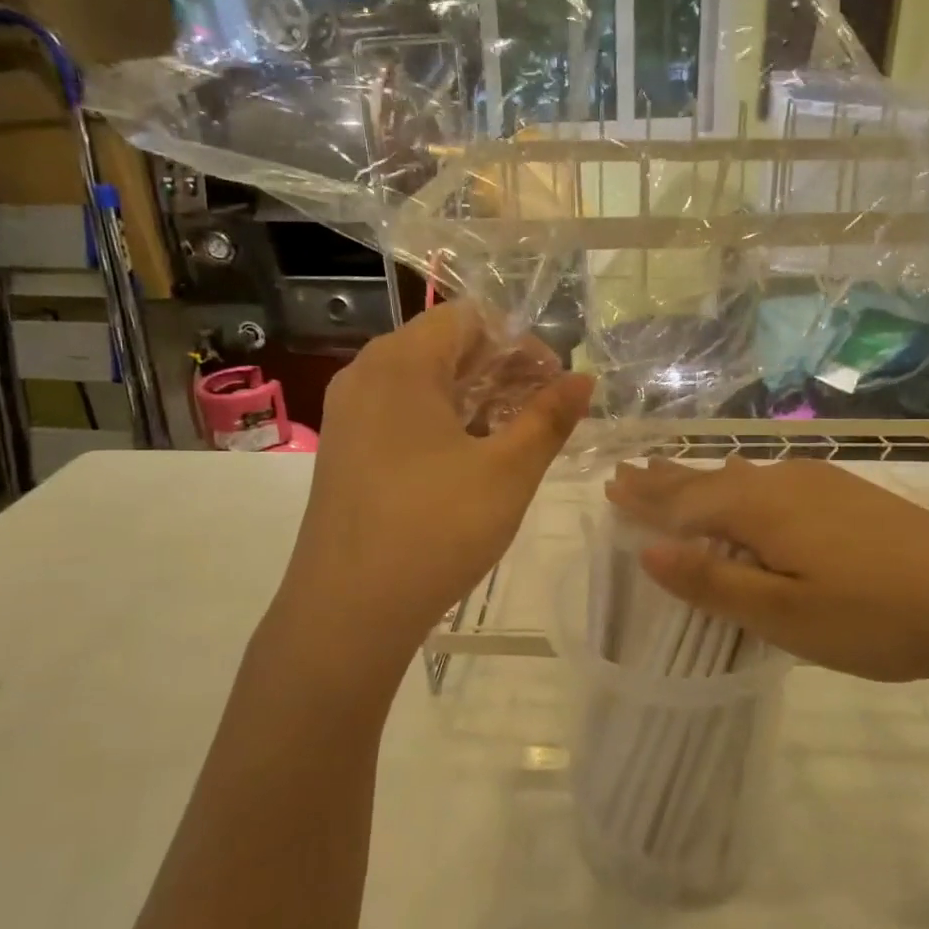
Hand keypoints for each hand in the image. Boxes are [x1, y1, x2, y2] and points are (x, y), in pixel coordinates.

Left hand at [283, 302, 593, 657]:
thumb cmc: (435, 528)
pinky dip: (443, 422)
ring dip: (475, 398)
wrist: (348, 610)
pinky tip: (471, 460)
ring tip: (515, 437)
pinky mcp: (345, 451)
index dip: (520, 343)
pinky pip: (401, 414)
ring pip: (423, 384)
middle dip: (502, 371)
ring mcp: (349, 415)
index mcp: (401, 363)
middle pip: (445, 347)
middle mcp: (366, 375)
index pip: (469, 318)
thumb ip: (549, 418)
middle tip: (544, 412)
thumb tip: (583, 380)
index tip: (555, 384)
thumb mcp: (507, 471)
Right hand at [605, 456, 928, 686]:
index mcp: (760, 508)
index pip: (686, 501)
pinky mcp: (849, 495)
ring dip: (703, 478)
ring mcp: (821, 484)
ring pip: (743, 476)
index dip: (647, 500)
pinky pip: (772, 479)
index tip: (611, 486)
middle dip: (667, 479)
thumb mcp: (784, 614)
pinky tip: (748, 482)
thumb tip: (650, 553)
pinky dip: (740, 483)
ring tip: (673, 474)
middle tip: (628, 471)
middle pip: (711, 479)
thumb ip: (714, 582)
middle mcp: (784, 483)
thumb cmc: (875, 614)